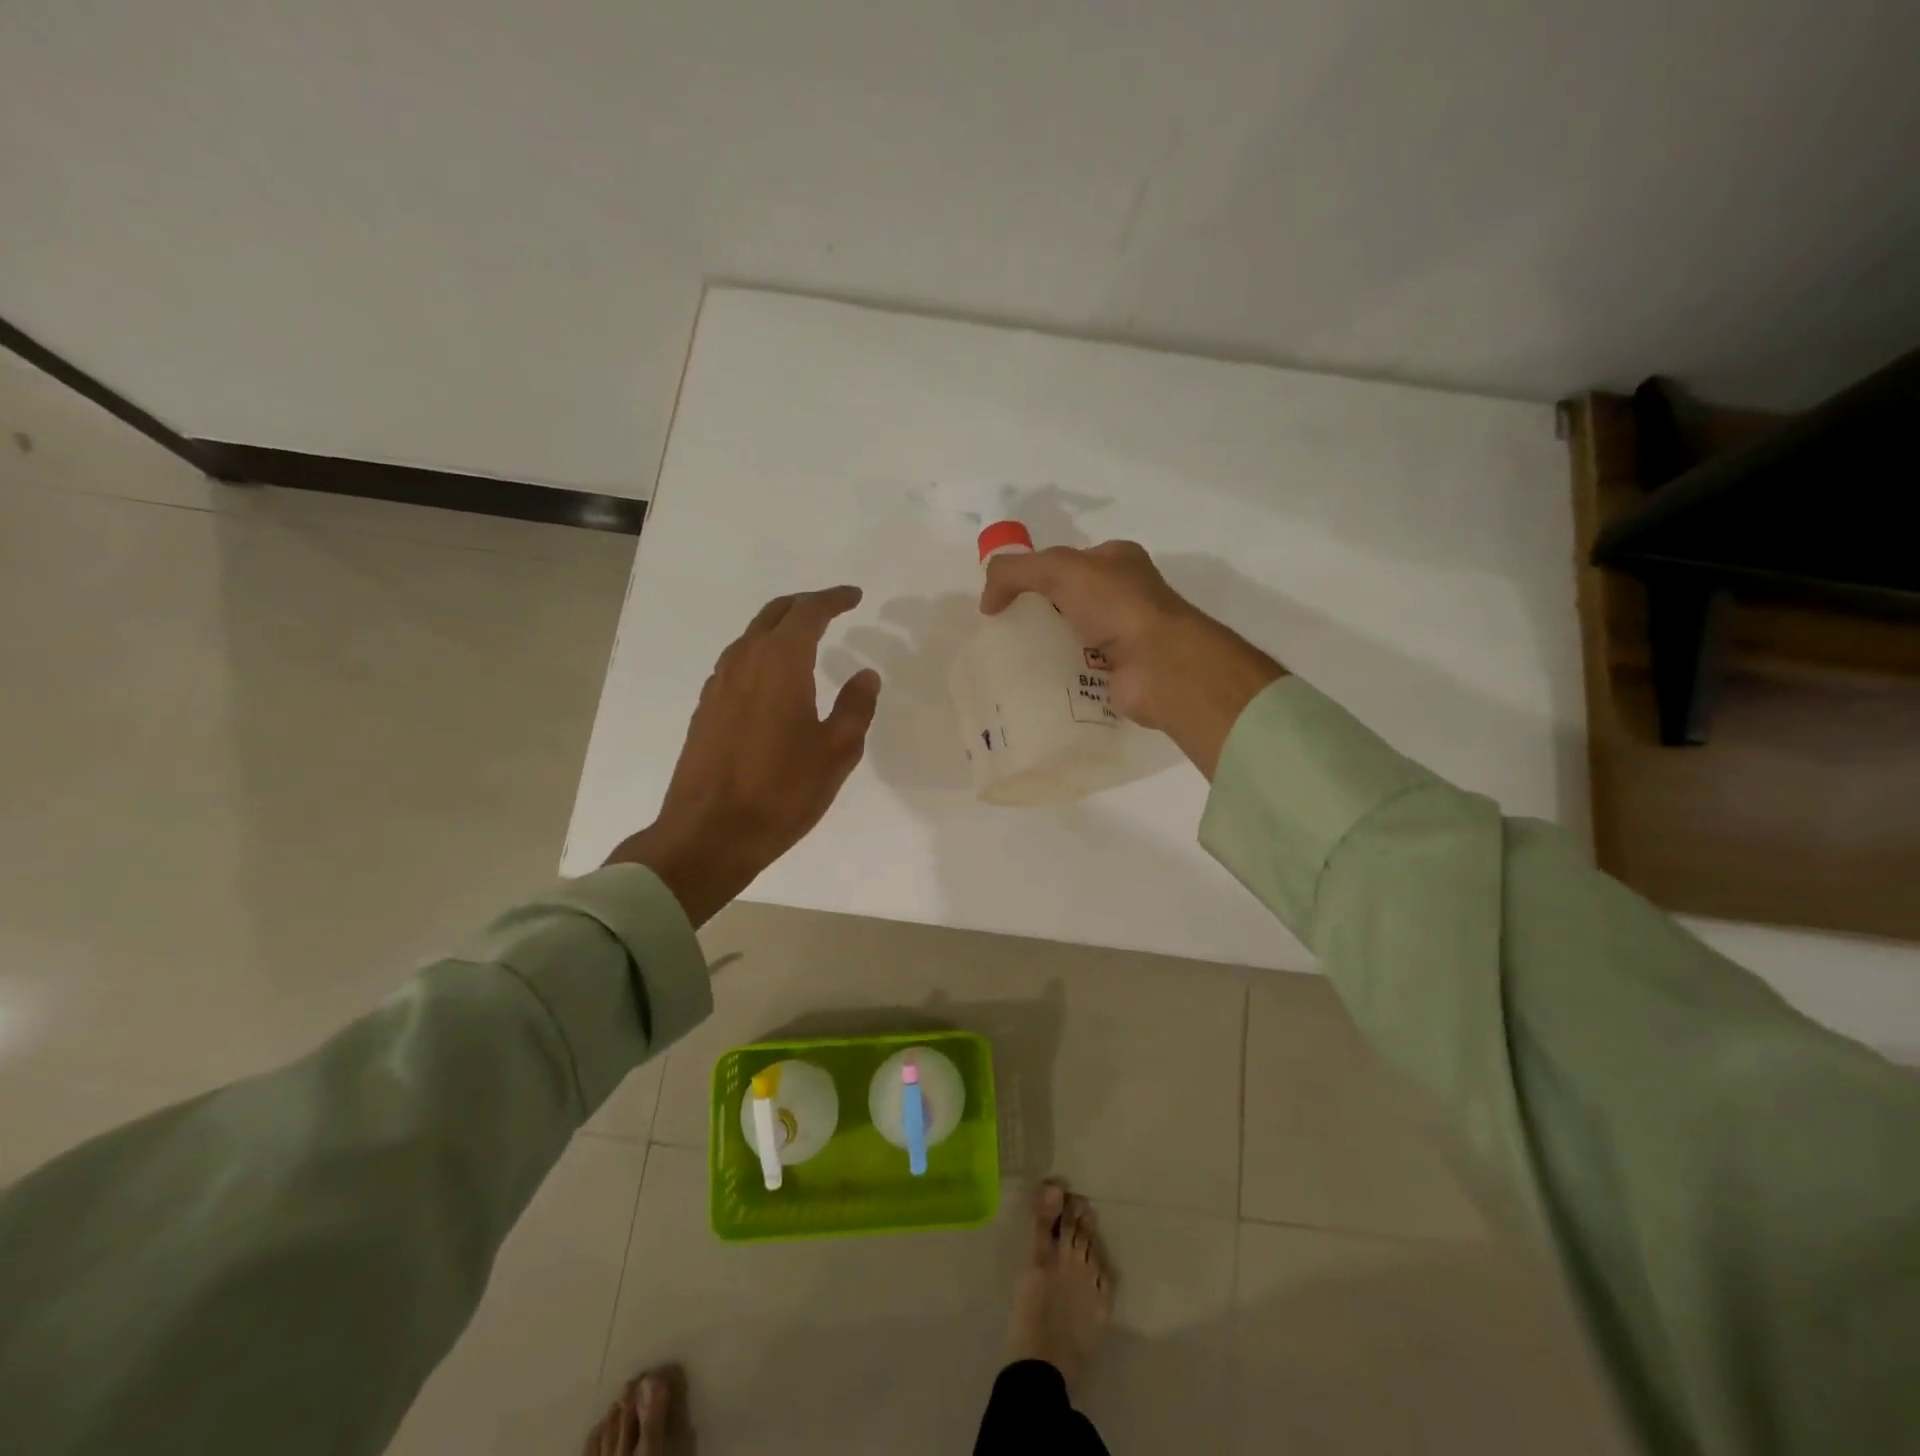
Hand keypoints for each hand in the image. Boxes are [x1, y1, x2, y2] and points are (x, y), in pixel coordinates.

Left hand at [606, 586, 881, 925]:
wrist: (708, 833)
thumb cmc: (781, 792)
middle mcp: (744, 662)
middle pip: (774, 614)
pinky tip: (773, 678)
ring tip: (806, 639)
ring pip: (751, 637)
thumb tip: (865, 675)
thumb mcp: (836, 752)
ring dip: (779, 628)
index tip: (854, 597)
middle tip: (832, 608)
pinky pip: (737, 662)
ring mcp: (719, 684)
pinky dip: (761, 653)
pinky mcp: (706, 708)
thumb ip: (855, 707)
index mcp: (780, 664)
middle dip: (805, 605)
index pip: (808, 613)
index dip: (833, 599)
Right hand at [981, 541, 1283, 778]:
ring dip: (1046, 646)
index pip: (1066, 561)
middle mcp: (1124, 594)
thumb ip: (1014, 572)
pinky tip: (1033, 683)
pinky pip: (1079, 671)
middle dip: (1037, 613)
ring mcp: (1124, 635)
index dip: (1033, 574)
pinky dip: (1059, 676)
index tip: (1004, 598)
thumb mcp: (1058, 569)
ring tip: (1010, 659)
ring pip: (1072, 636)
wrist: (1160, 664)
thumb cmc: (1116, 605)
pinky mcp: (1120, 672)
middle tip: (1004, 630)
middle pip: (1067, 600)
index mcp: (1117, 560)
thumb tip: (986, 602)